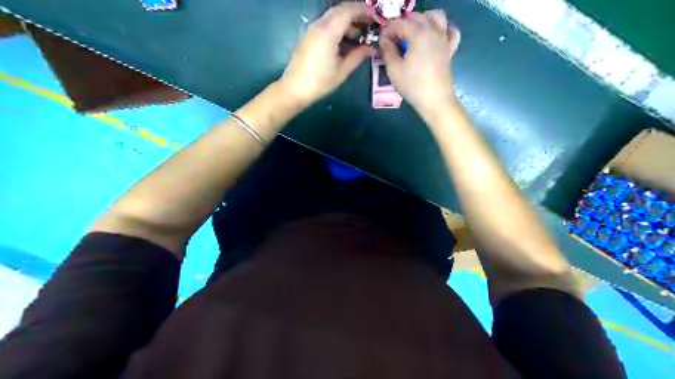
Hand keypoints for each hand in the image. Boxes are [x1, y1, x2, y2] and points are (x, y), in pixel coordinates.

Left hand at [278, 2, 374, 105]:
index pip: (349, 11)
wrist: (294, 88)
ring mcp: (312, 29)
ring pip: (333, 16)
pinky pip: (327, 24)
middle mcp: (319, 25)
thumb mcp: (342, 70)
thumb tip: (371, 47)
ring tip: (361, 36)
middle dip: (357, 14)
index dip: (364, 12)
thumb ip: (358, 55)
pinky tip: (347, 41)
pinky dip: (339, 27)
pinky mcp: (309, 35)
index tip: (377, 19)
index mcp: (328, 32)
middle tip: (370, 25)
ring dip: (348, 21)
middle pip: (341, 10)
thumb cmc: (320, 82)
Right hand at [379, 10, 457, 115]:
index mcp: (418, 34)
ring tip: (413, 32)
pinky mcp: (450, 49)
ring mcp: (444, 39)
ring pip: (436, 17)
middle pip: (417, 16)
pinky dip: (444, 29)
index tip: (381, 40)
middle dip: (403, 23)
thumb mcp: (394, 69)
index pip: (399, 23)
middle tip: (393, 39)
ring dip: (423, 20)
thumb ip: (387, 50)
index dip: (388, 29)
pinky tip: (436, 35)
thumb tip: (384, 39)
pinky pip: (451, 31)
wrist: (435, 100)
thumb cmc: (413, 85)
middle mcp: (433, 31)